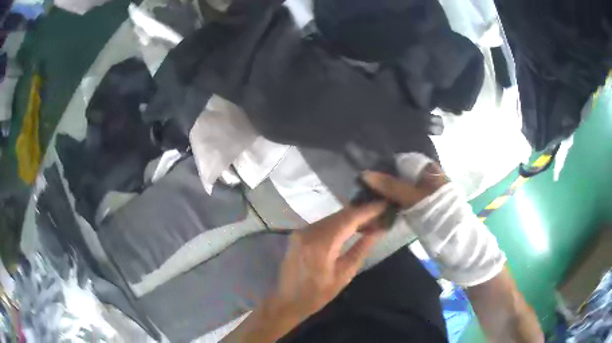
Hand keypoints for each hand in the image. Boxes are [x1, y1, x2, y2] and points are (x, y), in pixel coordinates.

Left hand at [271, 202, 386, 320]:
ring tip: (369, 221)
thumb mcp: (344, 274)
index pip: (349, 219)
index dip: (368, 210)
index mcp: (321, 244)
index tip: (384, 205)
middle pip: (340, 215)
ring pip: (332, 217)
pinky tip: (350, 227)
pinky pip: (323, 223)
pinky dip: (338, 222)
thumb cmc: (318, 294)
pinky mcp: (298, 233)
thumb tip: (378, 230)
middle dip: (361, 212)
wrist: (287, 301)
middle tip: (380, 214)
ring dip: (350, 217)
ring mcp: (301, 231)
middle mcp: (309, 231)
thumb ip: (361, 249)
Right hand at [362, 163, 448, 208]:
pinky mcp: (420, 207)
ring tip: (368, 202)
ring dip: (386, 197)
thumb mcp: (412, 196)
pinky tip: (380, 213)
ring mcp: (423, 193)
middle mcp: (425, 177)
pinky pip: (402, 203)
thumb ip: (390, 185)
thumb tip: (365, 174)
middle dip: (383, 184)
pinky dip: (392, 207)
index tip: (367, 176)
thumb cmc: (435, 212)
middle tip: (364, 190)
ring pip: (399, 191)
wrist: (452, 238)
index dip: (384, 167)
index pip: (401, 162)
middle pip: (399, 176)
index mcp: (428, 168)